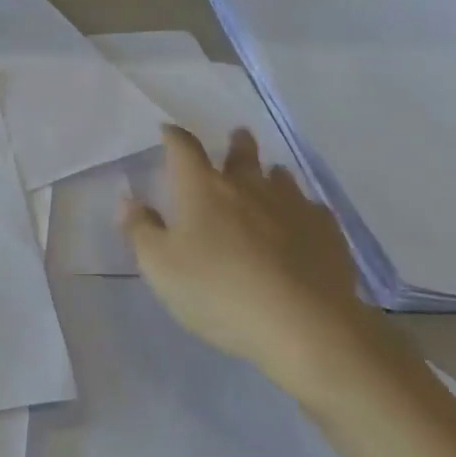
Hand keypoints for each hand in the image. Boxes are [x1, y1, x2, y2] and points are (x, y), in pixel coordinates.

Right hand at [123, 126, 407, 409]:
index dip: (174, 137)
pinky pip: (312, 210)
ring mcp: (292, 205)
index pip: (183, 148)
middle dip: (236, 144)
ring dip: (271, 175)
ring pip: (281, 178)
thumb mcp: (160, 268)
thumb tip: (128, 200)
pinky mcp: (326, 232)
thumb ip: (141, 230)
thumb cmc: (218, 292)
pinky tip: (302, 224)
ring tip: (270, 179)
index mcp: (202, 188)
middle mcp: (248, 185)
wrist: (303, 325)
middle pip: (242, 153)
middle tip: (237, 138)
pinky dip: (302, 211)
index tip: (168, 131)